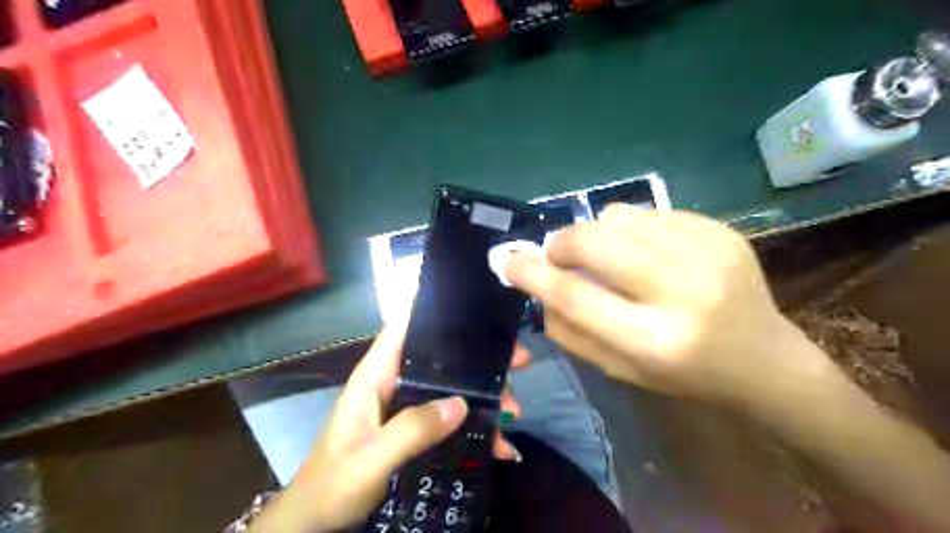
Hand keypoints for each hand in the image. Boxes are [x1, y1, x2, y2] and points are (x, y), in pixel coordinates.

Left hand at [248, 322, 526, 531]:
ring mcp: (407, 405)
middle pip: (443, 357)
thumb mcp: (371, 460)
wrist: (316, 523)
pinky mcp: (415, 427)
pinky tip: (500, 445)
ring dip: (485, 397)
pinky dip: (477, 428)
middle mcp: (395, 382)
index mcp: (377, 375)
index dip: (436, 310)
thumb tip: (461, 404)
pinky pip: (452, 418)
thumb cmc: (332, 485)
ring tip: (513, 413)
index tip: (477, 307)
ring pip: (453, 388)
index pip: (405, 327)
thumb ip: (411, 430)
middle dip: (481, 360)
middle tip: (519, 361)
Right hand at [505, 204, 815, 408]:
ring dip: (597, 232)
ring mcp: (707, 255)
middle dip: (562, 242)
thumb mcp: (618, 369)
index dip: (532, 274)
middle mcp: (682, 293)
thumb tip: (537, 286)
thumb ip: (570, 330)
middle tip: (558, 253)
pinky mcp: (722, 232)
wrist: (763, 360)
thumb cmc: (682, 375)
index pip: (574, 296)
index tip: (506, 260)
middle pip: (596, 242)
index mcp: (653, 341)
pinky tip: (644, 250)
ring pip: (620, 218)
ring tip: (607, 255)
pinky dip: (632, 227)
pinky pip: (651, 212)